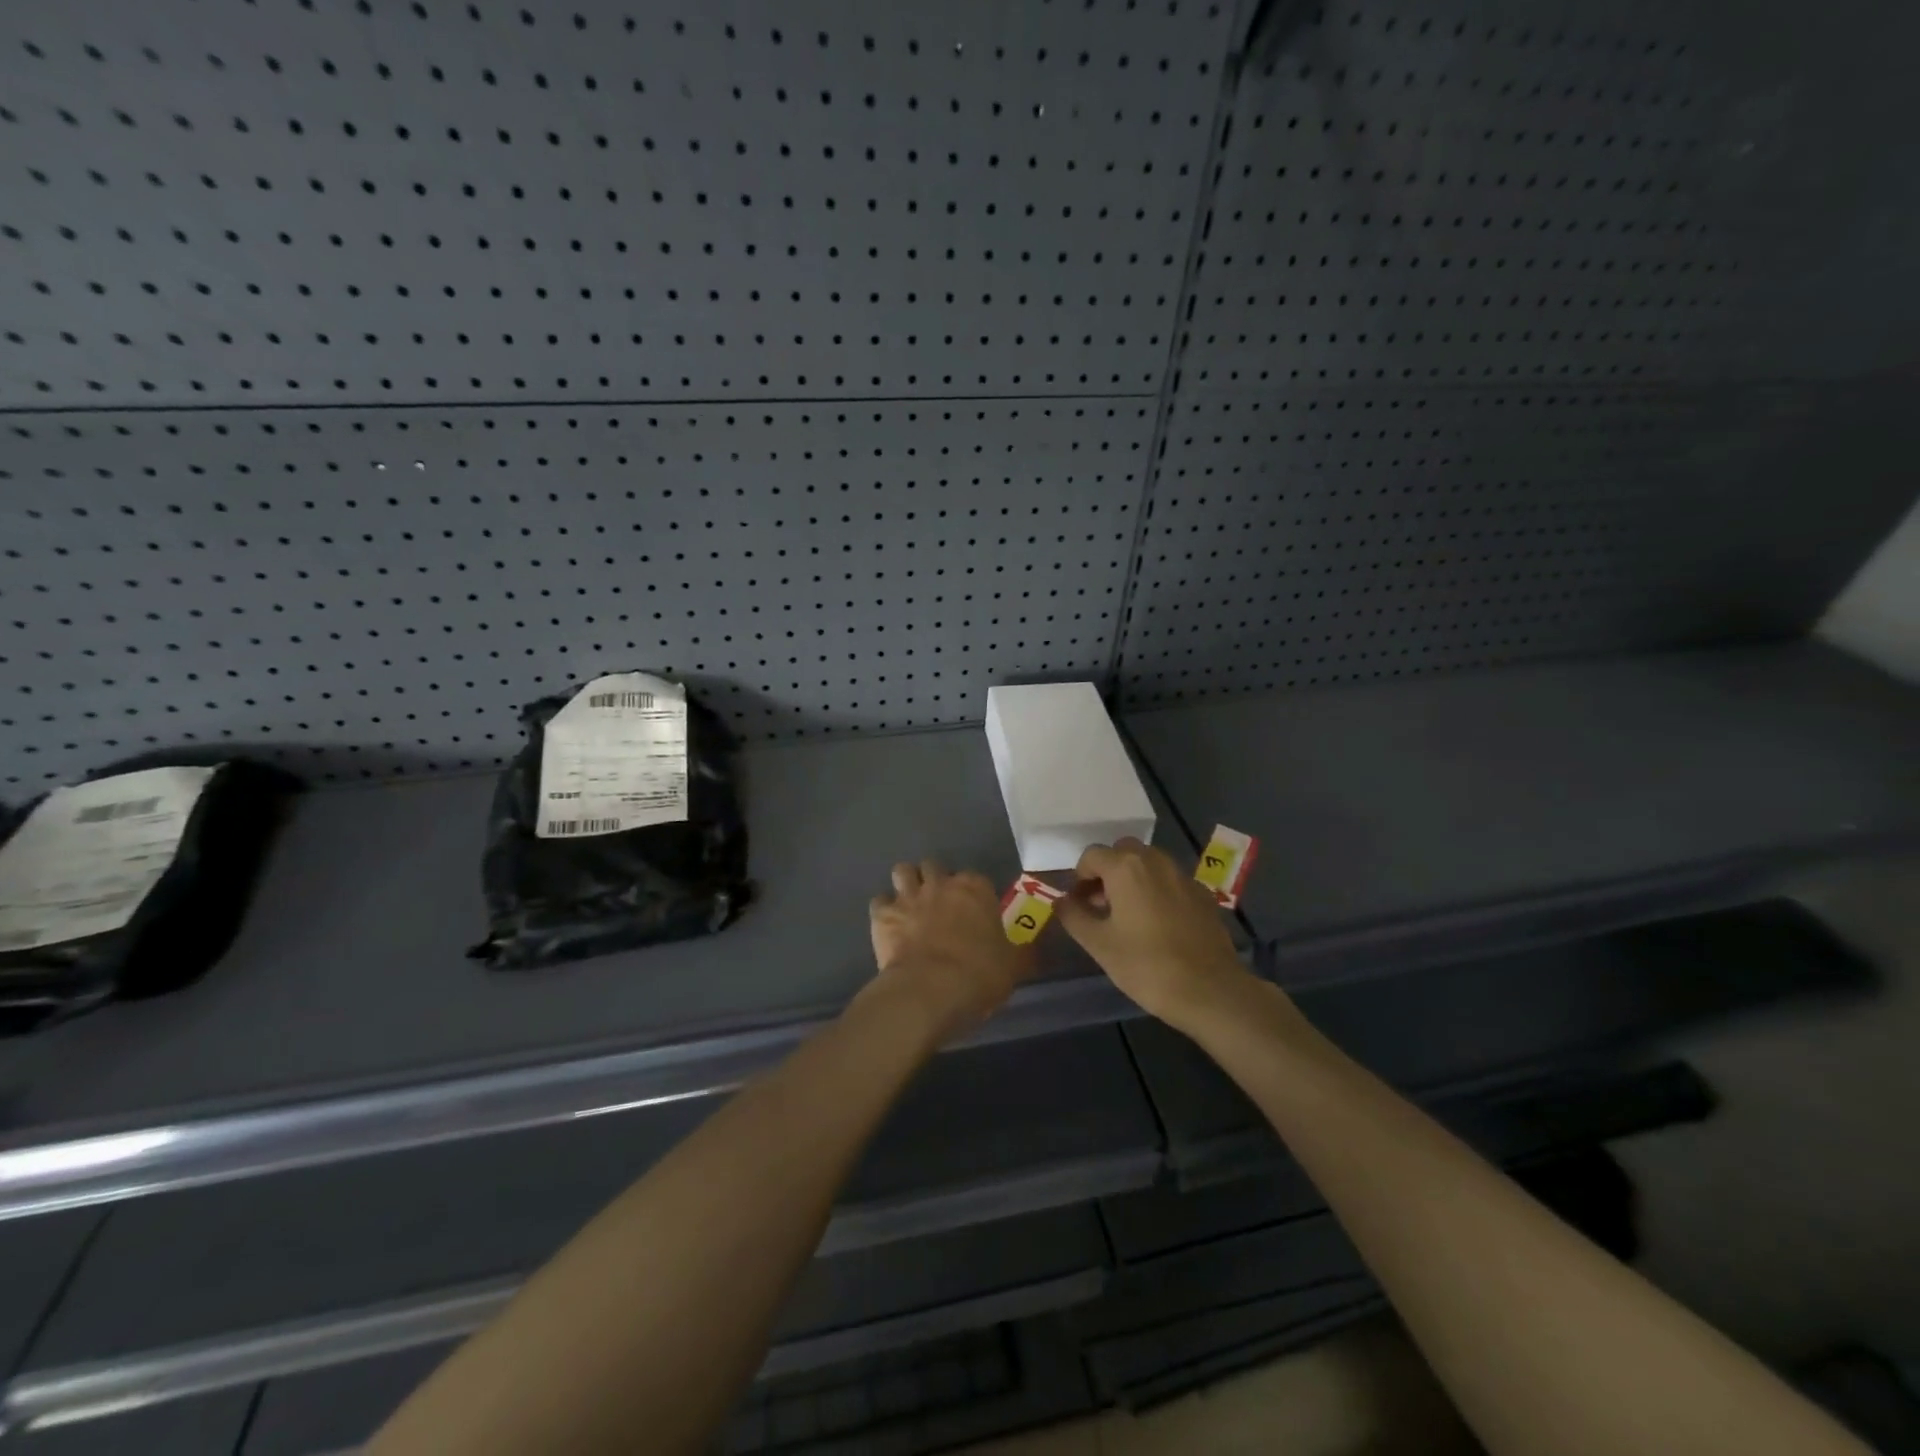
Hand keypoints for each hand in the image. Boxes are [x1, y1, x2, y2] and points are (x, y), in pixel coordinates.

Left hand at [867, 861, 1033, 1041]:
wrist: (929, 991)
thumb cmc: (978, 975)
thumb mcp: (1013, 967)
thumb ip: (1022, 953)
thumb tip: (1035, 950)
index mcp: (975, 889)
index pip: (976, 878)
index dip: (974, 894)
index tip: (975, 912)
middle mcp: (940, 883)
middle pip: (934, 866)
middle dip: (935, 880)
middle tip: (939, 905)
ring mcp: (908, 896)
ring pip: (903, 871)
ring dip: (907, 884)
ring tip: (911, 904)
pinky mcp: (882, 914)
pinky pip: (879, 901)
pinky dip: (884, 910)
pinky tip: (889, 925)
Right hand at [1056, 838, 1247, 1024]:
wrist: (1210, 990)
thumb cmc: (1147, 966)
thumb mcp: (1099, 945)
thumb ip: (1074, 916)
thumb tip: (1061, 901)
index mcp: (1126, 868)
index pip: (1092, 855)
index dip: (1079, 877)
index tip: (1078, 904)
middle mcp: (1155, 861)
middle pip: (1122, 852)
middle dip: (1107, 872)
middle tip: (1101, 905)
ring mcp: (1183, 876)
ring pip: (1149, 863)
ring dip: (1132, 879)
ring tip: (1127, 915)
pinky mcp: (1202, 894)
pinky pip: (1170, 881)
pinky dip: (1157, 891)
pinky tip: (1157, 925)